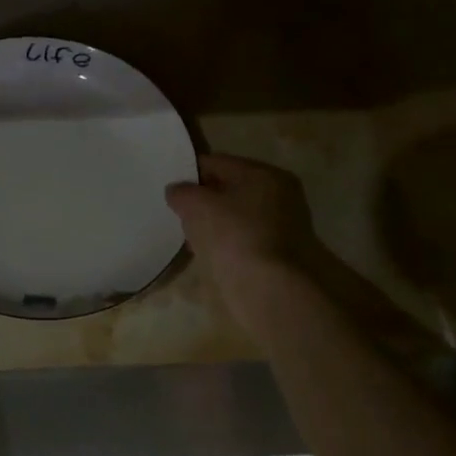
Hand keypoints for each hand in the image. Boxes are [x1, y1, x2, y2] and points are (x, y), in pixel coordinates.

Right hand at [166, 154, 318, 333]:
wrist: (271, 292)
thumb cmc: (235, 236)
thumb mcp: (198, 206)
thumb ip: (182, 192)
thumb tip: (176, 191)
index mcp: (265, 174)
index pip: (218, 163)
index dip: (190, 173)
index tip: (170, 189)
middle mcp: (281, 196)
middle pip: (230, 189)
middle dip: (203, 200)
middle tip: (178, 213)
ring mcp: (284, 228)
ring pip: (237, 216)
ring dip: (214, 223)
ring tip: (189, 235)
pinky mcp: (280, 256)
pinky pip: (244, 239)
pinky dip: (226, 243)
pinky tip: (208, 253)